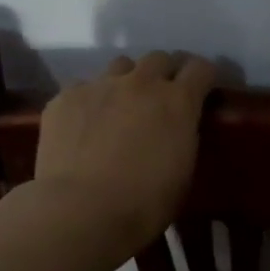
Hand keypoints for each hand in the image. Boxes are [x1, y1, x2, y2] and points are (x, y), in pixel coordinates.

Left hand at [35, 51, 216, 253]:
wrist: (81, 211)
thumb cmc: (143, 204)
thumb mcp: (183, 172)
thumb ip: (184, 137)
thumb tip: (178, 127)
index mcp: (177, 101)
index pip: (200, 68)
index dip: (203, 77)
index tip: (201, 91)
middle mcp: (141, 83)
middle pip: (159, 58)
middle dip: (164, 73)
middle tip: (160, 98)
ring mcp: (100, 85)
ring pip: (120, 66)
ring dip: (127, 80)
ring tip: (120, 106)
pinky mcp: (66, 97)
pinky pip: (83, 87)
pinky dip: (89, 101)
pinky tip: (83, 126)